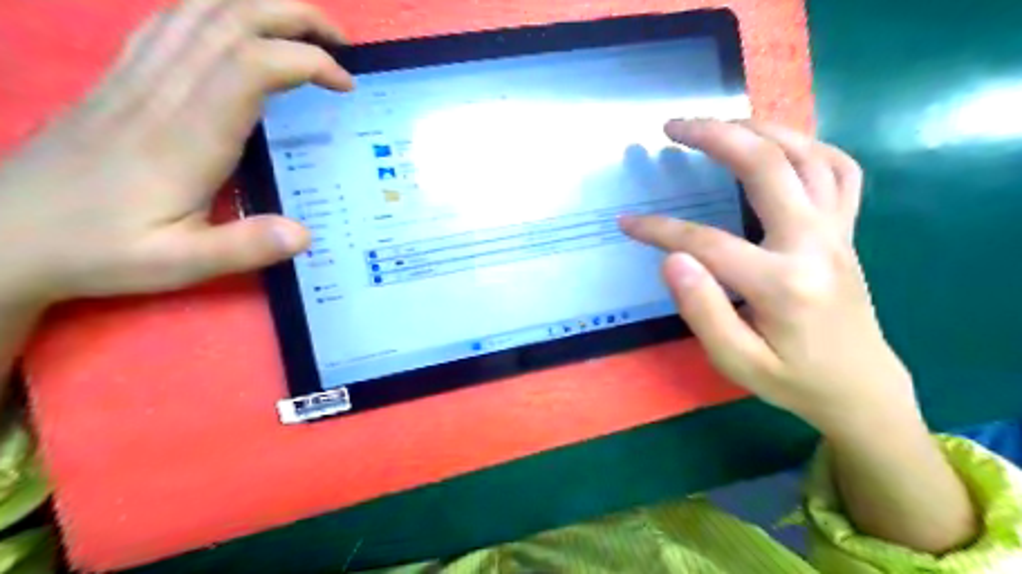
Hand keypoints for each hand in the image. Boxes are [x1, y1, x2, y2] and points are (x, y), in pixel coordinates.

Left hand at [0, 0, 356, 307]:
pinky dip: (214, 13)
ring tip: (303, 30)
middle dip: (295, 18)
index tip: (345, 84)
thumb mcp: (178, 264)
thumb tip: (305, 234)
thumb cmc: (100, 250)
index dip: (307, 61)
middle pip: (230, 19)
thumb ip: (243, 247)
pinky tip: (236, 31)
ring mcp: (136, 77)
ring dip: (260, 8)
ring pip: (200, 11)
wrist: (4, 235)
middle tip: (340, 43)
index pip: (253, 65)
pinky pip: (169, 23)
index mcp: (186, 135)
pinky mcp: (120, 78)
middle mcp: (162, 91)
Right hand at [624, 120, 919, 431]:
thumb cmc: (792, 380)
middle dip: (714, 136)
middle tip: (672, 127)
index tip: (627, 223)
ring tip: (718, 122)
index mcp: (782, 283)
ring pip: (806, 154)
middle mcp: (814, 244)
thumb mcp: (737, 361)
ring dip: (760, 128)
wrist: (859, 388)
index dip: (659, 230)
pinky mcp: (846, 231)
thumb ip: (703, 310)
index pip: (706, 242)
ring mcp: (837, 232)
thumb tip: (672, 259)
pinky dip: (808, 145)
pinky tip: (778, 145)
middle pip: (766, 166)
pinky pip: (839, 170)